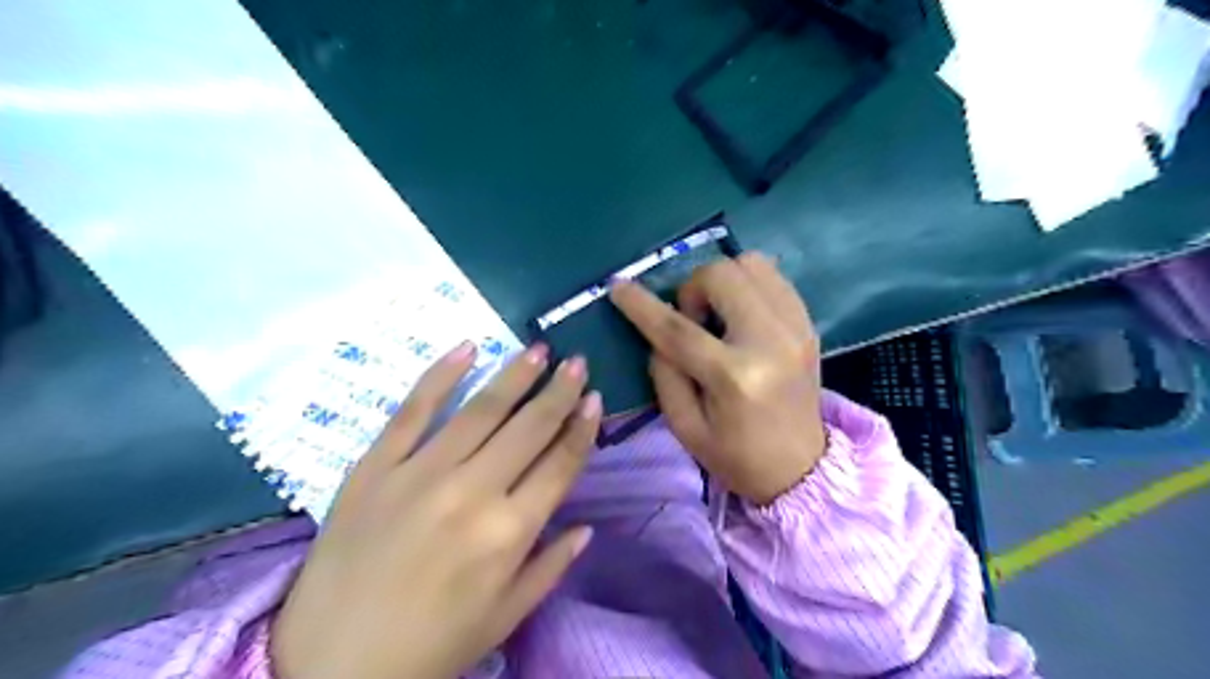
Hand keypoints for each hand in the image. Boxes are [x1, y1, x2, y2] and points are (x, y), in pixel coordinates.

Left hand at [269, 341, 599, 678]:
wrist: (328, 667)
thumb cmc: (429, 647)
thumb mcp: (503, 618)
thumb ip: (551, 568)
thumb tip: (587, 527)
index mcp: (509, 533)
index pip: (560, 465)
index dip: (581, 428)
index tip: (595, 397)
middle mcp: (472, 493)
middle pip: (528, 428)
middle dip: (559, 391)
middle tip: (576, 361)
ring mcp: (420, 473)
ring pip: (480, 410)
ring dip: (514, 375)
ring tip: (538, 350)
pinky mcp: (374, 466)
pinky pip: (412, 411)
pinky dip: (440, 375)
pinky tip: (467, 348)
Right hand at [616, 251, 821, 504]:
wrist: (800, 469)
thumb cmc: (735, 455)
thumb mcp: (684, 426)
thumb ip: (664, 372)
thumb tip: (658, 331)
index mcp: (734, 377)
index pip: (677, 329)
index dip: (642, 305)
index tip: (618, 286)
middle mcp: (770, 342)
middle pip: (722, 276)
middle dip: (692, 288)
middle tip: (691, 320)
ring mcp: (796, 328)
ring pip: (752, 264)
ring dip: (723, 281)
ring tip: (718, 314)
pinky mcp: (809, 324)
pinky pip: (774, 277)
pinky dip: (748, 285)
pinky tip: (740, 313)